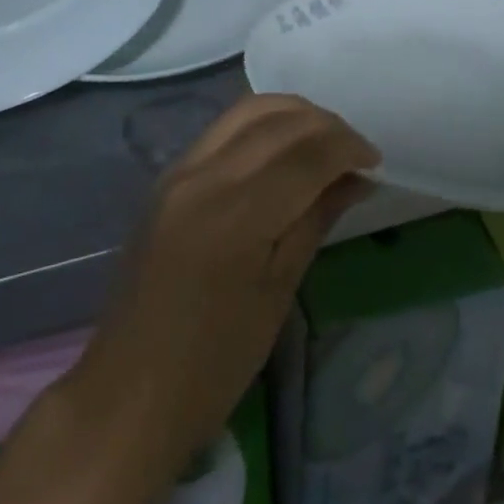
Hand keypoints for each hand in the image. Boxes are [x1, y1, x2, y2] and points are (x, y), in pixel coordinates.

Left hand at [64, 93, 378, 475]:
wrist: (127, 393)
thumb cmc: (213, 362)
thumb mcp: (277, 293)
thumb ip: (315, 219)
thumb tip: (357, 178)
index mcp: (236, 213)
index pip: (306, 153)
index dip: (348, 147)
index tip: (376, 162)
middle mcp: (204, 175)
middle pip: (278, 120)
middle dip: (327, 126)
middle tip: (357, 153)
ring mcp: (180, 170)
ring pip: (248, 111)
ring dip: (295, 115)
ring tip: (325, 143)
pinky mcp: (168, 177)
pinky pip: (224, 129)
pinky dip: (263, 125)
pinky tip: (284, 149)